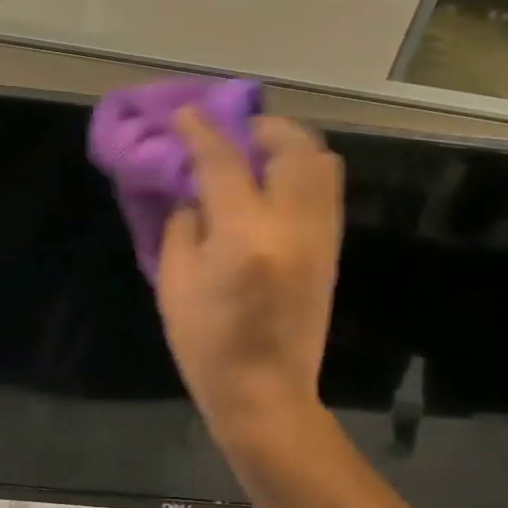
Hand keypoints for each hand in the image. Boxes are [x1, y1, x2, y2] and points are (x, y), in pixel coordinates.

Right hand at [156, 111, 343, 445]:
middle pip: (291, 146)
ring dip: (287, 144)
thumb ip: (183, 224)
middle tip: (231, 134)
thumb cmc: (208, 345)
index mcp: (245, 236)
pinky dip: (301, 171)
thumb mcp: (175, 283)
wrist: (266, 394)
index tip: (185, 114)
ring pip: (320, 162)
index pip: (223, 161)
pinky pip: (324, 189)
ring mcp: (321, 235)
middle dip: (259, 127)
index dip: (200, 130)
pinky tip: (272, 186)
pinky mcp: (332, 249)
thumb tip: (194, 191)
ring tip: (256, 154)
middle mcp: (293, 225)